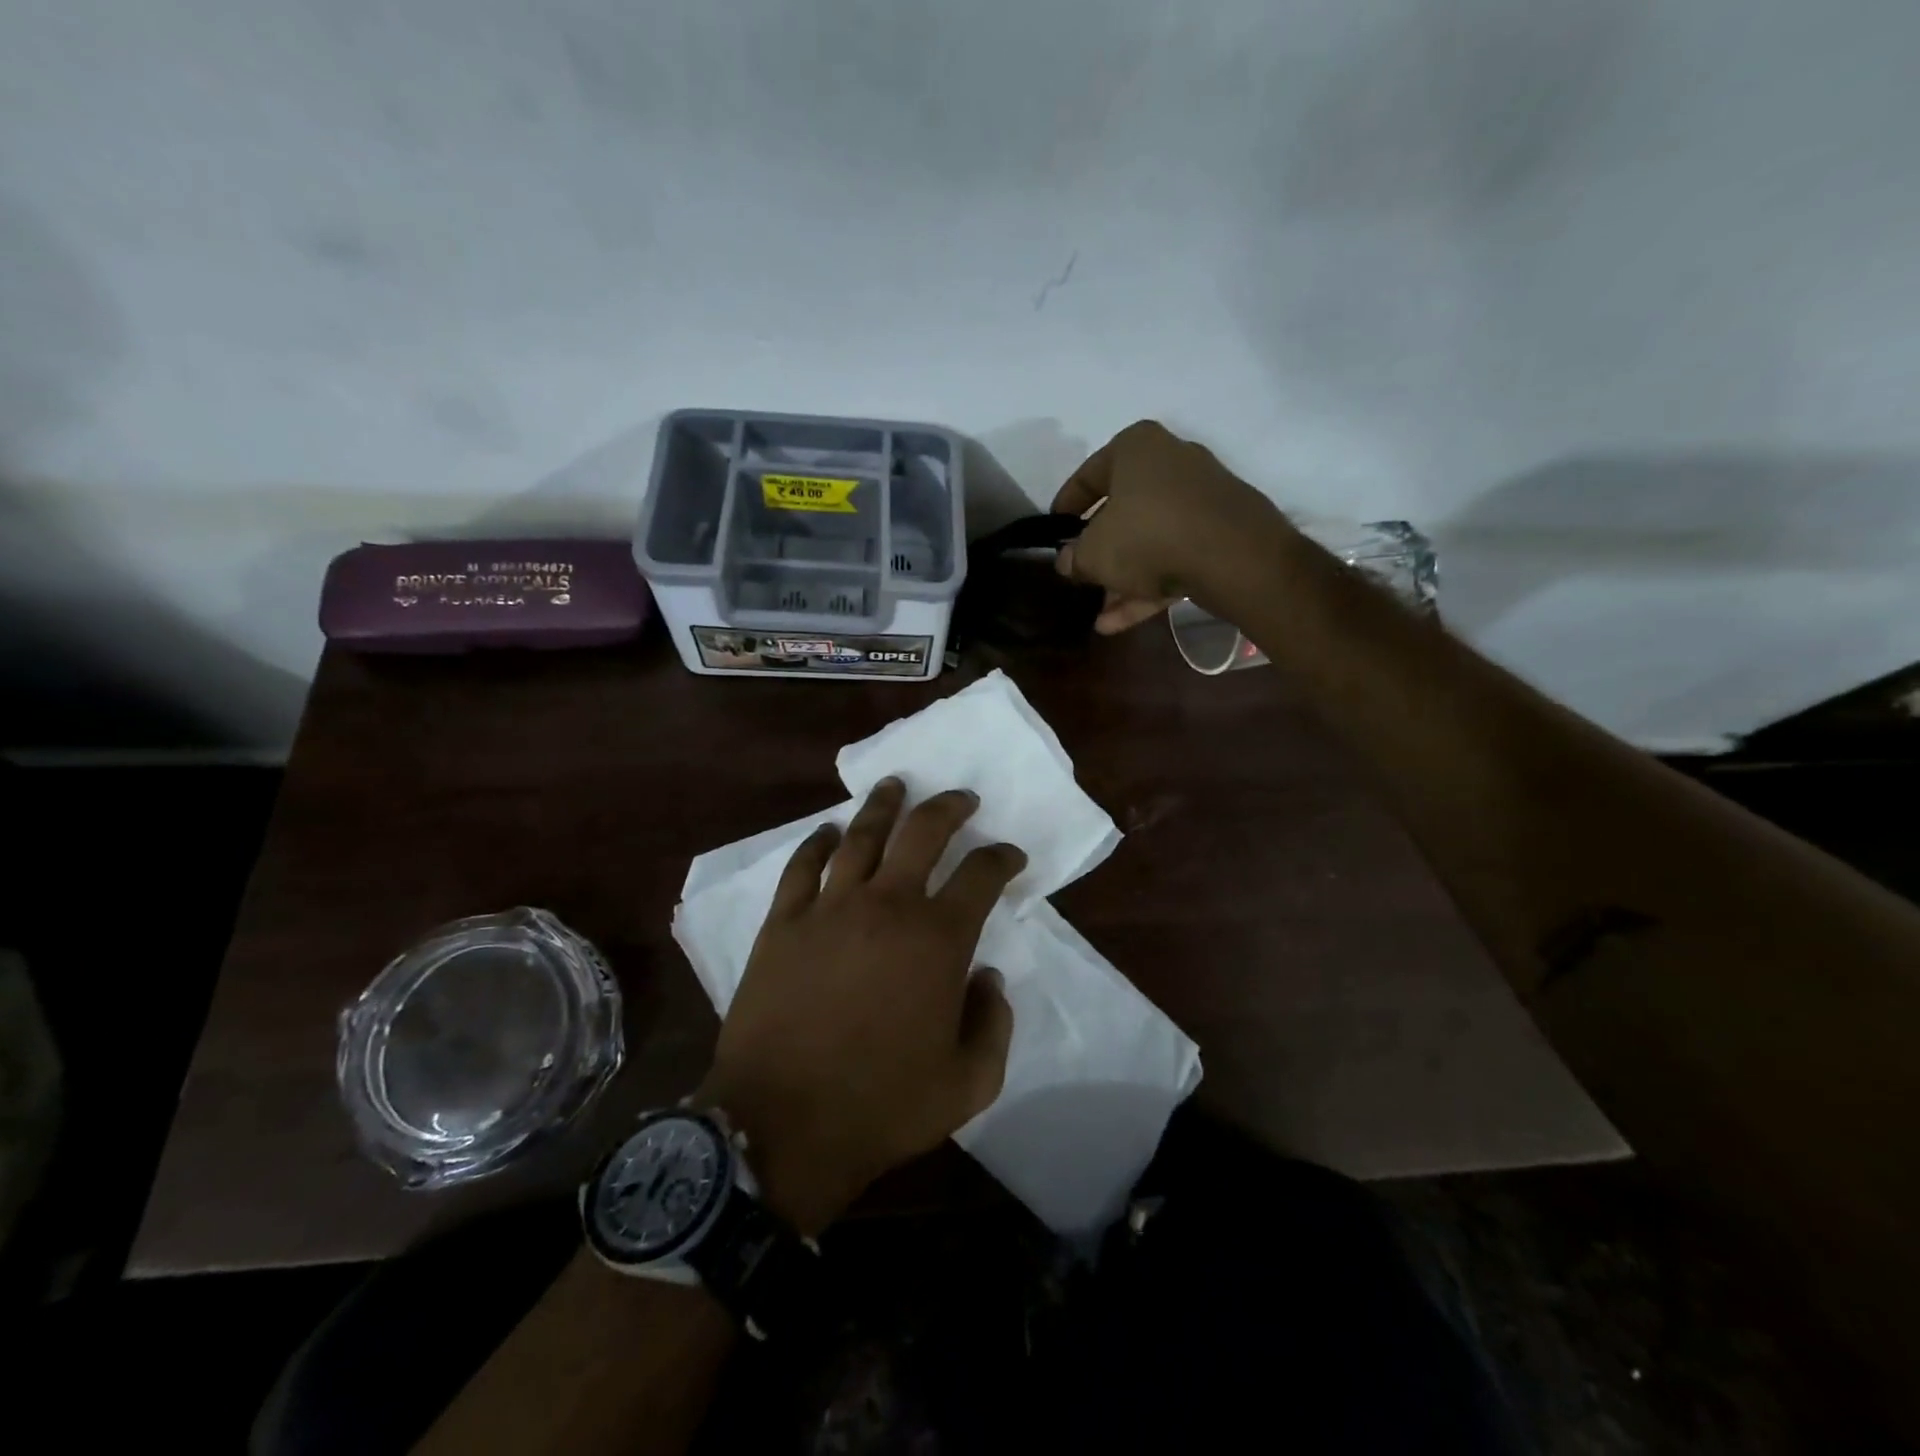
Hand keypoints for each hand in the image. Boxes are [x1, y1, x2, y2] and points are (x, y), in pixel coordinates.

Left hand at [696, 779, 1023, 1235]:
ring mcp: (829, 908)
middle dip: (948, 808)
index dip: (1002, 858)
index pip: (981, 875)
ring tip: (896, 785)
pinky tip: (827, 831)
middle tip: (960, 798)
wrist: (781, 1126)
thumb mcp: (969, 1083)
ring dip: (883, 806)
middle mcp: (887, 905)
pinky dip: (817, 842)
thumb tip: (988, 977)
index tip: (1010, 856)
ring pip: (861, 835)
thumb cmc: (882, 1106)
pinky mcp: (782, 922)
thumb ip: (994, 1023)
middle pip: (923, 832)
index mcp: (938, 939)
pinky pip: (802, 866)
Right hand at [1053, 420, 1293, 633]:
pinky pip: (1175, 556)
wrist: (1233, 556)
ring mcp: (1202, 498)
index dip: (1066, 507)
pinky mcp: (1222, 532)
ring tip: (1100, 616)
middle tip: (1082, 577)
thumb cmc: (1147, 536)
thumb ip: (1074, 558)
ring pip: (1150, 540)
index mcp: (1136, 448)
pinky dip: (1150, 586)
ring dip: (1123, 579)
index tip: (1056, 532)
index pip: (1088, 475)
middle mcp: (1172, 462)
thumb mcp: (1094, 553)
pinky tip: (1121, 622)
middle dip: (1100, 551)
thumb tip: (1068, 562)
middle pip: (1123, 511)